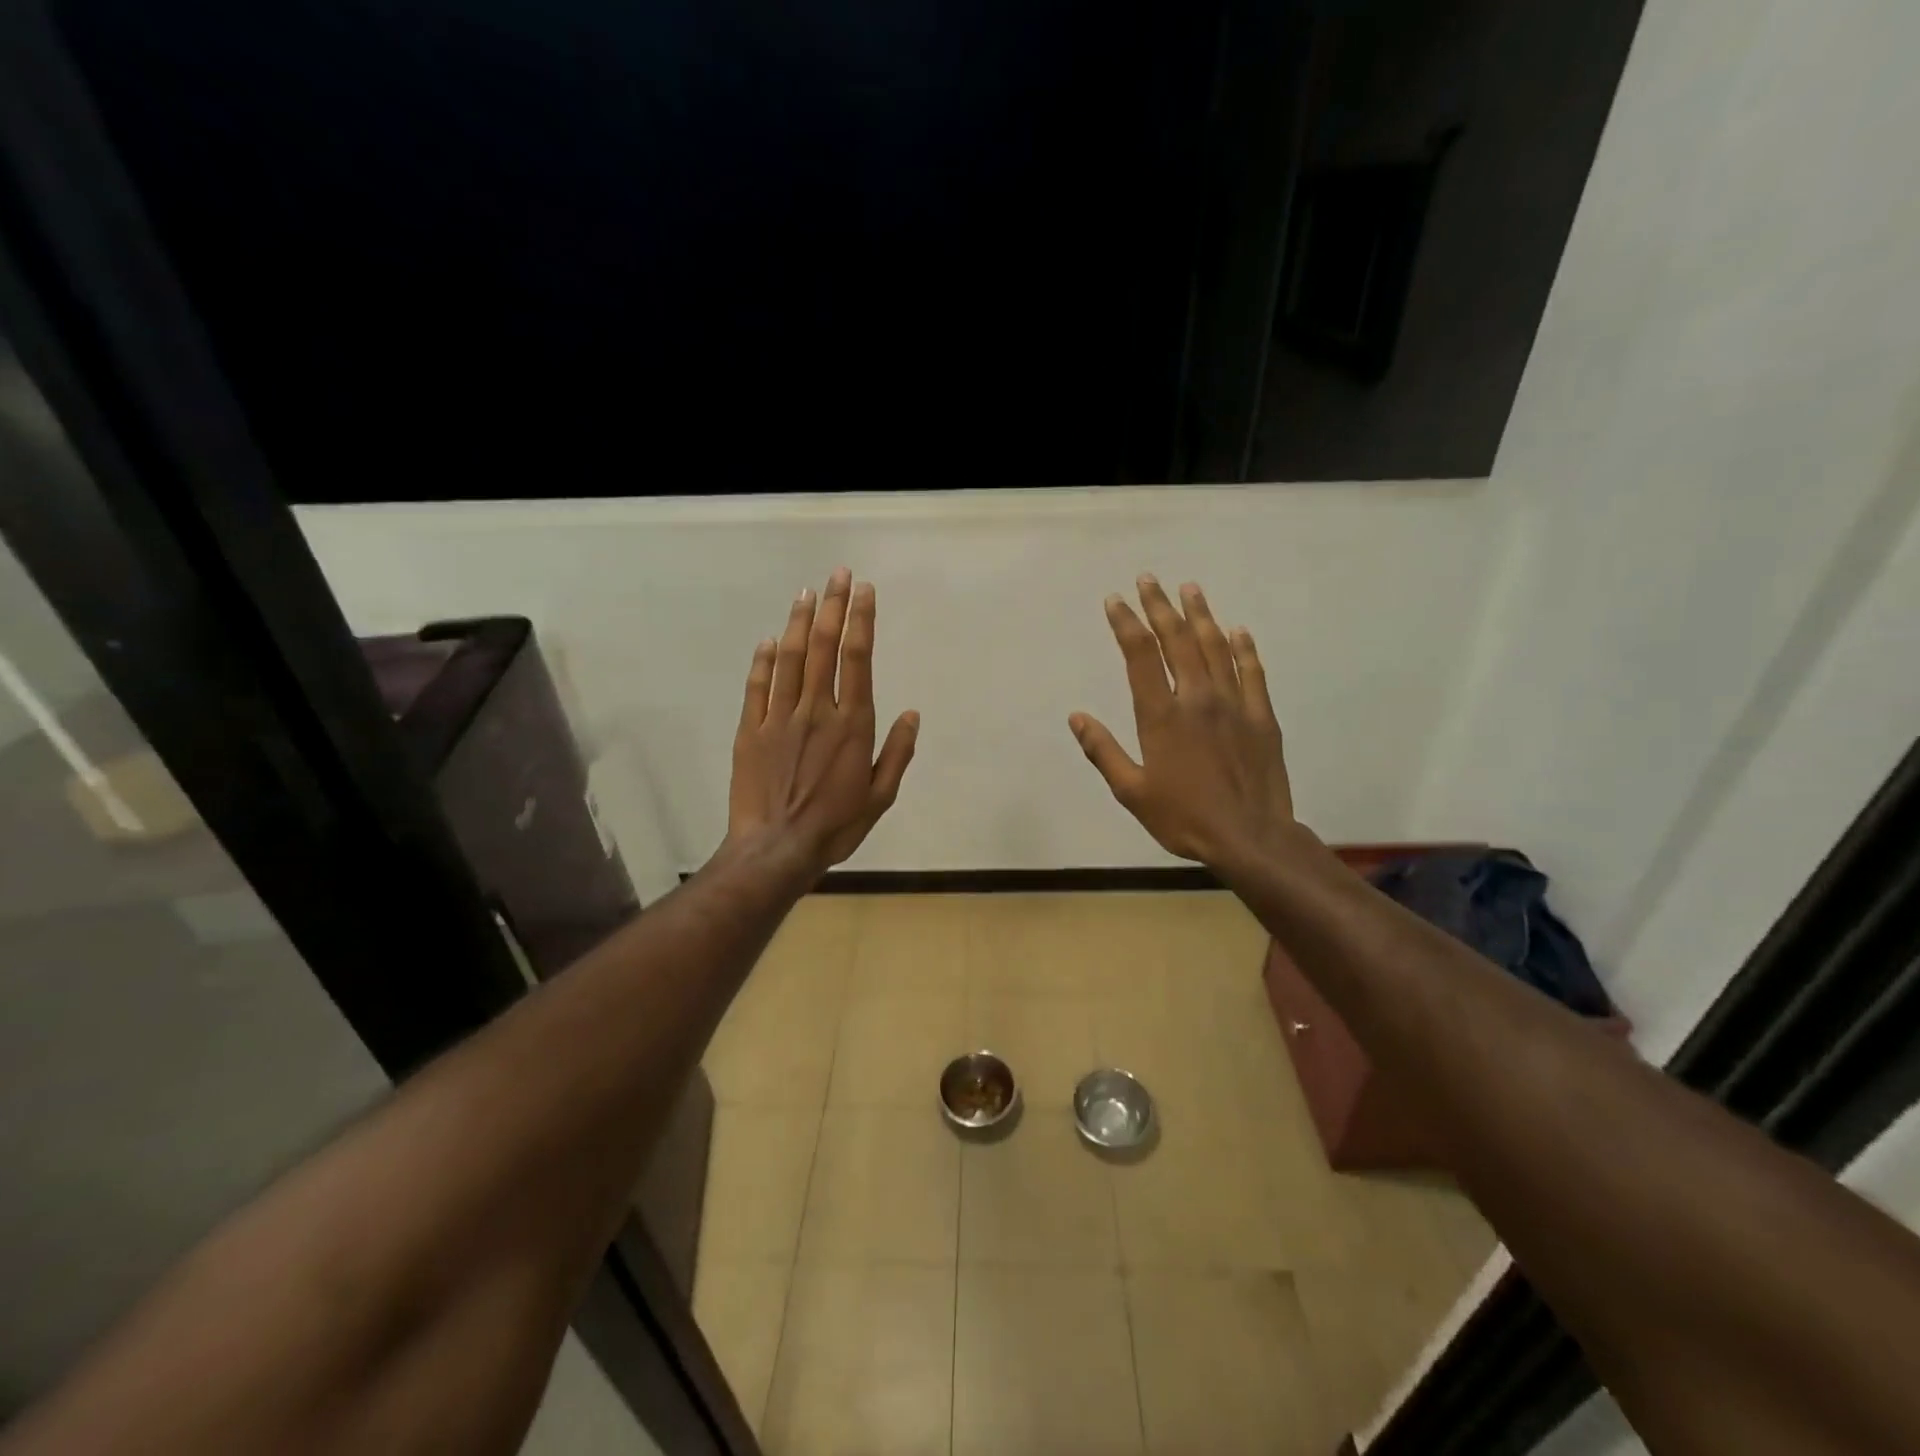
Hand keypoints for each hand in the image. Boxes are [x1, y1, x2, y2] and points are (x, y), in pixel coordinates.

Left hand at [729, 567, 919, 877]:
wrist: (776, 849)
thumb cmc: (835, 826)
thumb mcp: (880, 797)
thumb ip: (897, 753)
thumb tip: (912, 715)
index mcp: (852, 724)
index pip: (858, 659)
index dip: (861, 620)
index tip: (864, 590)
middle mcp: (817, 710)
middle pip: (824, 648)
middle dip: (833, 607)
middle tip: (837, 574)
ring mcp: (780, 718)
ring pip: (790, 658)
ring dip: (799, 622)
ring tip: (806, 593)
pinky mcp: (751, 730)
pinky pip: (758, 686)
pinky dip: (764, 660)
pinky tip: (770, 640)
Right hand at [1069, 575, 1294, 871]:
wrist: (1250, 837)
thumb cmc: (1183, 818)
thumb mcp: (1131, 792)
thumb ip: (1103, 751)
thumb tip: (1077, 717)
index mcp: (1161, 716)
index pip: (1140, 656)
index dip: (1126, 624)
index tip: (1115, 600)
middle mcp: (1197, 698)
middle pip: (1176, 641)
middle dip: (1160, 607)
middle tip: (1149, 580)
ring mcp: (1234, 704)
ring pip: (1215, 647)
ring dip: (1201, 615)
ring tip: (1190, 588)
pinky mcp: (1262, 716)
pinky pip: (1252, 672)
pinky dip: (1244, 648)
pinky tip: (1238, 630)